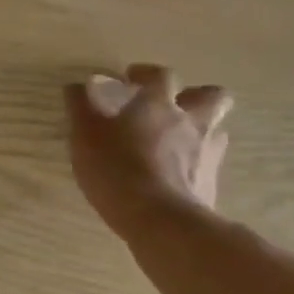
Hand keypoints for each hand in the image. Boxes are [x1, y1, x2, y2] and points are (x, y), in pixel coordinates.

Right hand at [66, 64, 231, 238]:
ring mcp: (208, 153)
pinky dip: (196, 162)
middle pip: (212, 96)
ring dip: (199, 129)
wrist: (160, 219)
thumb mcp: (85, 135)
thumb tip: (77, 85)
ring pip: (216, 129)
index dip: (146, 73)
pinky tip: (176, 174)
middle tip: (172, 105)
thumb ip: (81, 107)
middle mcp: (191, 121)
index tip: (131, 78)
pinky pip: (209, 163)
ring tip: (176, 142)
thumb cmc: (116, 169)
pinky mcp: (212, 183)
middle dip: (194, 95)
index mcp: (159, 104)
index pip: (161, 75)